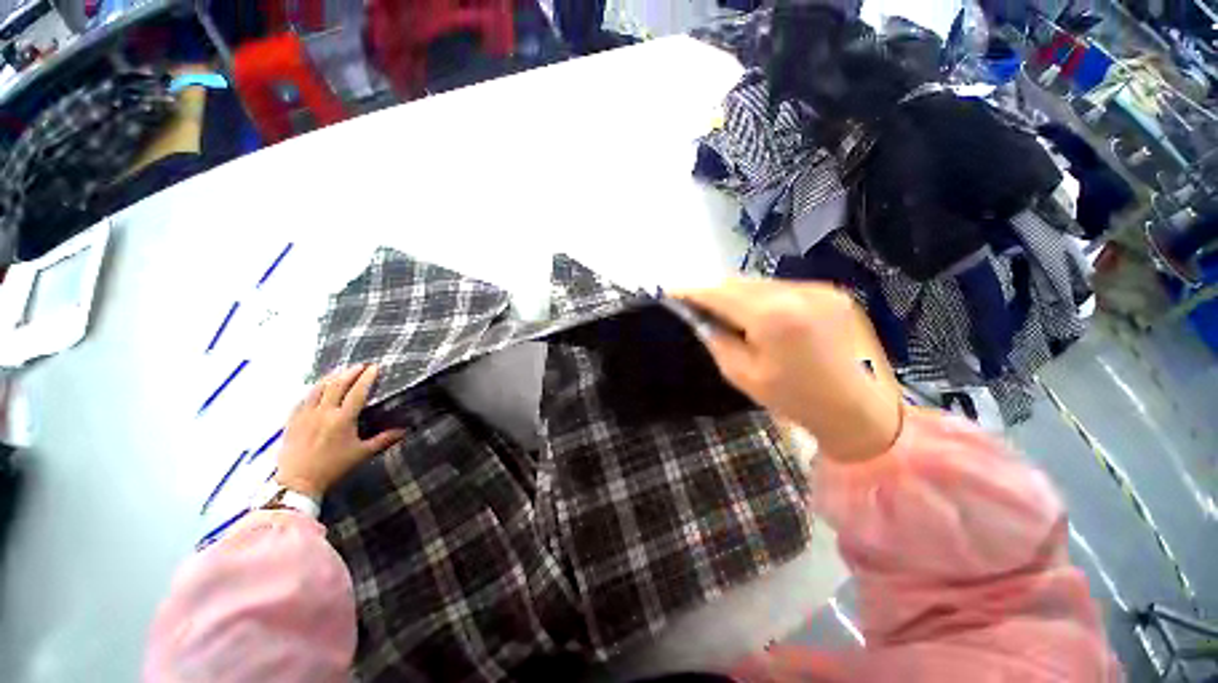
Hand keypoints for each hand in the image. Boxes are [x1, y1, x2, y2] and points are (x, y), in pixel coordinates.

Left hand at [275, 364, 405, 497]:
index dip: (367, 378)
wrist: (297, 483)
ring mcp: (305, 415)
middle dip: (350, 372)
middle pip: (337, 385)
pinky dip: (313, 390)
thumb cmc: (333, 468)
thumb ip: (384, 440)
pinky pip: (303, 399)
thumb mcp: (362, 454)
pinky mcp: (292, 421)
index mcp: (342, 419)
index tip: (375, 367)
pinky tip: (317, 388)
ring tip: (340, 371)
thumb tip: (405, 430)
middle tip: (360, 365)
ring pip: (318, 388)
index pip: (357, 392)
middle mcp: (323, 412)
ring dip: (331, 377)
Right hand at [677, 279, 902, 462]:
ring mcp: (820, 289)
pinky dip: (765, 297)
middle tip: (698, 305)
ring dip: (739, 294)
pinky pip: (786, 288)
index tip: (672, 293)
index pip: (720, 293)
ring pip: (763, 283)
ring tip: (728, 312)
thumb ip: (717, 340)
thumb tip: (700, 319)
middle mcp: (798, 292)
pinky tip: (763, 316)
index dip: (693, 292)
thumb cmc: (796, 400)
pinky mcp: (834, 293)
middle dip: (715, 292)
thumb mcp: (743, 375)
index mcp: (773, 316)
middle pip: (740, 282)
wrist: (862, 413)